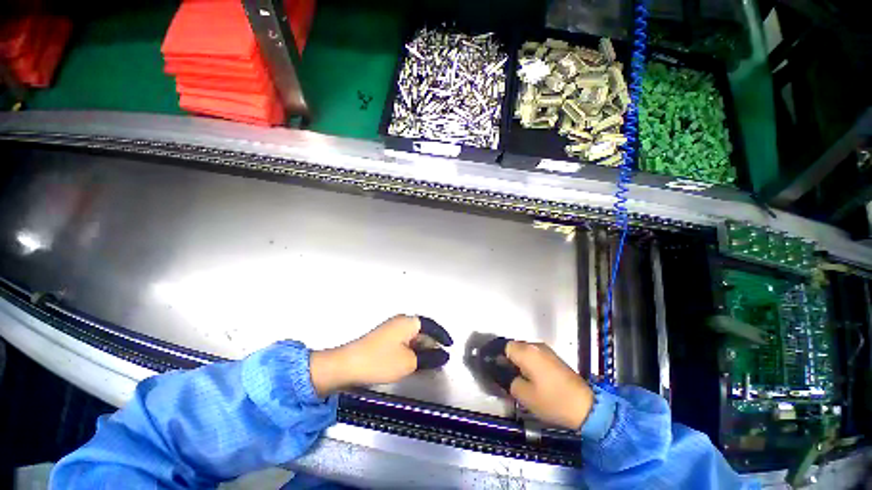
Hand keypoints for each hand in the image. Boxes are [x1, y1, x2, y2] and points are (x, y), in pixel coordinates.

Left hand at [310, 315, 452, 396]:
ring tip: (430, 362)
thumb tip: (443, 356)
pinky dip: (412, 350)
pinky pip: (405, 341)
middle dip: (432, 344)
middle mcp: (401, 321)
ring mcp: (391, 329)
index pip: (431, 325)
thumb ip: (429, 358)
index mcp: (408, 322)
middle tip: (440, 358)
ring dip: (422, 348)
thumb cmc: (380, 361)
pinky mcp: (384, 338)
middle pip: (423, 330)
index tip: (450, 346)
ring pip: (414, 336)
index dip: (442, 335)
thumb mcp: (409, 362)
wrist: (347, 365)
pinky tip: (413, 361)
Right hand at [505, 340, 594, 429]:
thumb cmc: (552, 400)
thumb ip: (509, 381)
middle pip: (514, 347)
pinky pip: (535, 355)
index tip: (495, 370)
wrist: (586, 407)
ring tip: (519, 379)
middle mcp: (535, 346)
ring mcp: (547, 350)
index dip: (498, 357)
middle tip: (506, 377)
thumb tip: (506, 375)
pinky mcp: (555, 357)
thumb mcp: (524, 396)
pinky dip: (529, 363)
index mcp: (526, 352)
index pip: (504, 346)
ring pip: (525, 351)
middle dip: (508, 359)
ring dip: (519, 361)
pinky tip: (532, 378)